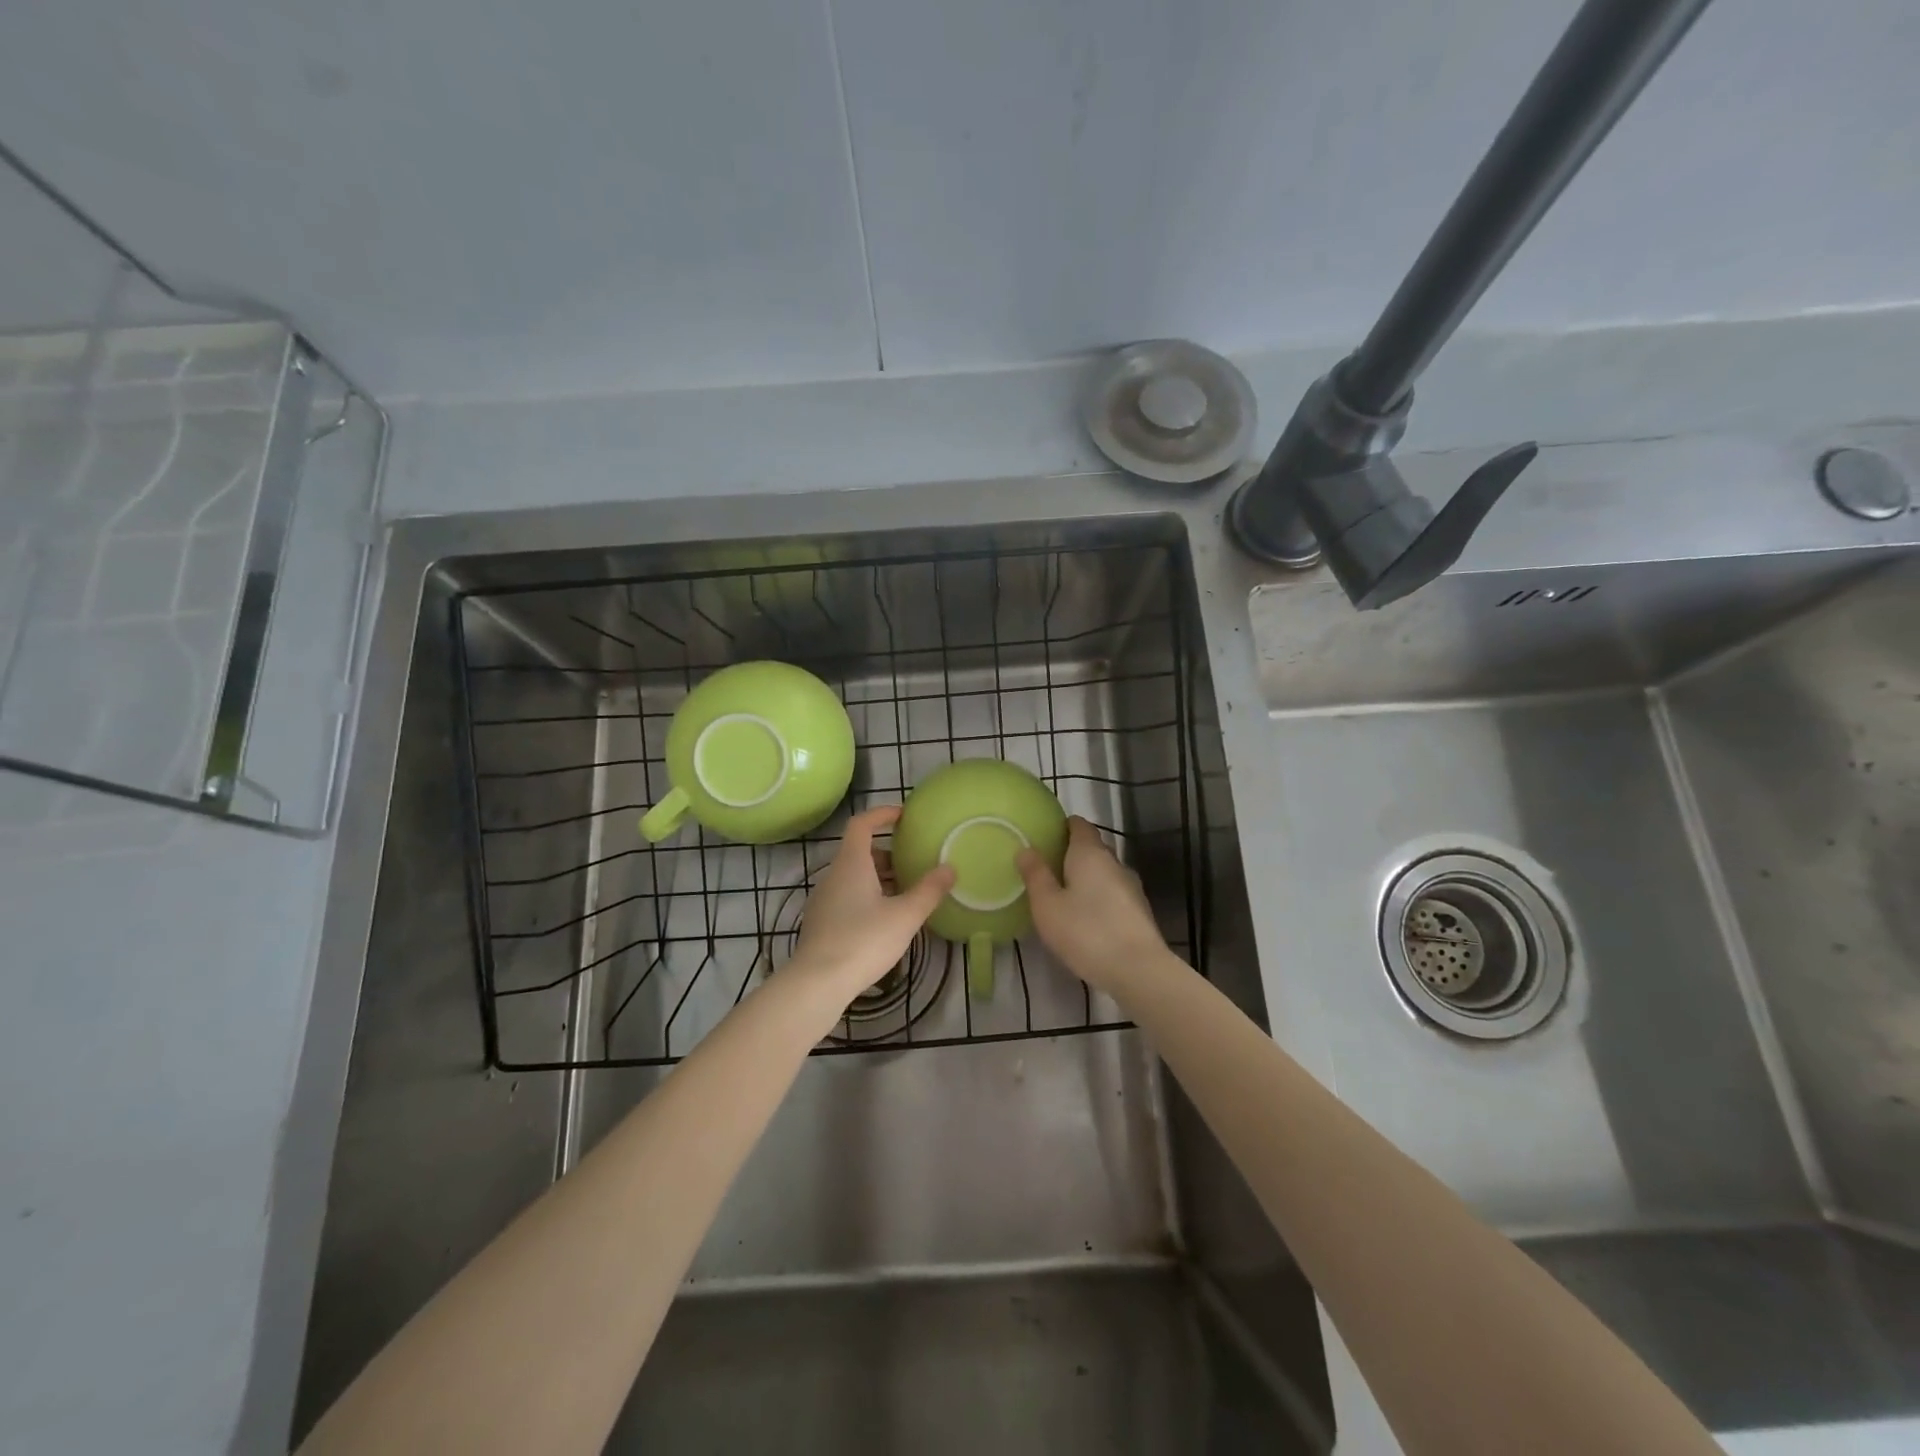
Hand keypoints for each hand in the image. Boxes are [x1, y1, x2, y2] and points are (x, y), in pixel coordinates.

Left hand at [791, 806, 954, 1002]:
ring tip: (906, 893)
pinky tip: (885, 920)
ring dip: (879, 878)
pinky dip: (867, 897)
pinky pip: (847, 897)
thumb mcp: (905, 916)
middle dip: (887, 853)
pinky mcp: (821, 923)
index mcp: (851, 864)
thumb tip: (949, 868)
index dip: (882, 814)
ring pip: (853, 877)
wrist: (817, 983)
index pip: (862, 824)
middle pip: (859, 852)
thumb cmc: (863, 940)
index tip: (903, 816)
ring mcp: (824, 900)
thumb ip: (929, 890)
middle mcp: (833, 876)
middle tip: (914, 862)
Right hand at [1017, 816, 1170, 994]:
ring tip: (1063, 895)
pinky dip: (1098, 898)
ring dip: (1086, 879)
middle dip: (1071, 854)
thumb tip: (1026, 849)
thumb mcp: (1047, 905)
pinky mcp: (1139, 911)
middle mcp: (1114, 862)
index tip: (1045, 836)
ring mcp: (1131, 886)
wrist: (1138, 970)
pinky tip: (1086, 918)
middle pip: (1092, 848)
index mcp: (1090, 853)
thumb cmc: (1086, 931)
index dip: (1062, 826)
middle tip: (1046, 868)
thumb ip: (1035, 875)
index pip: (1079, 825)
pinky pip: (1113, 894)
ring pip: (1104, 872)